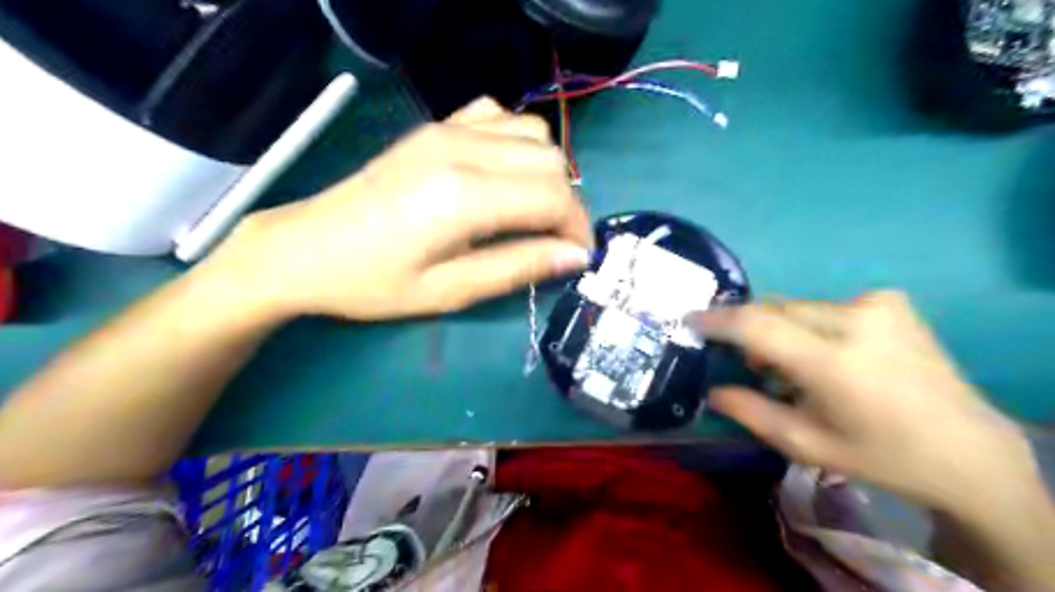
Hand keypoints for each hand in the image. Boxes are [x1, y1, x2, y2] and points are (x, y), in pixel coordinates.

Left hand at [209, 98, 592, 319]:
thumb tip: (574, 257)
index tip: (578, 257)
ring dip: (546, 174)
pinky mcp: (436, 126)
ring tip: (530, 211)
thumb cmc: (374, 282)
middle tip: (553, 242)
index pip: (553, 197)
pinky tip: (503, 174)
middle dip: (566, 204)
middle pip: (551, 162)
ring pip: (534, 134)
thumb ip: (518, 267)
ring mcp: (448, 129)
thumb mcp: (449, 291)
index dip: (577, 228)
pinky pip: (500, 116)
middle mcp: (462, 149)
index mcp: (463, 196)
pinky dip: (518, 144)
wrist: (306, 247)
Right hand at [690, 291, 1040, 513]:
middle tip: (749, 365)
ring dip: (781, 331)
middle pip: (773, 311)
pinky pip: (825, 307)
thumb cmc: (880, 455)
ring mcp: (877, 306)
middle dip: (750, 332)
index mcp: (835, 364)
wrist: (966, 449)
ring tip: (790, 366)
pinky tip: (829, 353)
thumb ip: (751, 412)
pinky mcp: (891, 302)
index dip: (717, 320)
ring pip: (796, 308)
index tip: (690, 319)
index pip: (757, 326)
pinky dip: (811, 326)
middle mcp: (855, 322)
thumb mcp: (806, 444)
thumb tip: (712, 390)